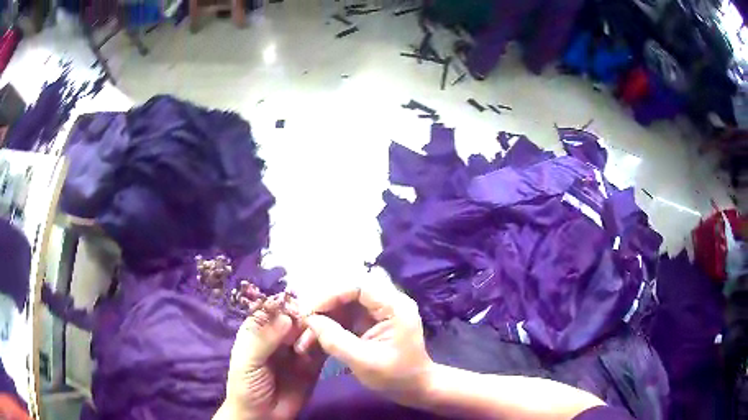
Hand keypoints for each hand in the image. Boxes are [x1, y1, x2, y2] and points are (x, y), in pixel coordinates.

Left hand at [218, 309, 325, 419]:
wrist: (262, 417)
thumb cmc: (246, 386)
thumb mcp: (247, 361)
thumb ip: (264, 339)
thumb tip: (287, 317)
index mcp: (258, 330)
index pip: (272, 309)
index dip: (286, 304)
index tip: (301, 304)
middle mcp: (278, 336)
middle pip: (294, 317)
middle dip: (306, 315)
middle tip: (320, 317)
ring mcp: (296, 349)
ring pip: (309, 330)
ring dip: (319, 327)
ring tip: (328, 327)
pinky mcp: (313, 363)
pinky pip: (321, 348)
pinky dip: (328, 341)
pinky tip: (335, 336)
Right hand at [294, 283, 432, 404]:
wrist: (415, 389)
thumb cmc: (395, 377)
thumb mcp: (364, 361)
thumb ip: (336, 340)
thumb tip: (310, 320)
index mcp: (394, 307)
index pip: (359, 286)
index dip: (331, 295)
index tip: (310, 312)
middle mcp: (387, 303)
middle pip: (348, 293)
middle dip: (324, 308)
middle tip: (302, 324)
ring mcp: (379, 313)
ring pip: (344, 306)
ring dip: (323, 319)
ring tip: (303, 338)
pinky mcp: (370, 323)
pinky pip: (345, 318)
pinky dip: (329, 328)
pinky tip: (313, 340)